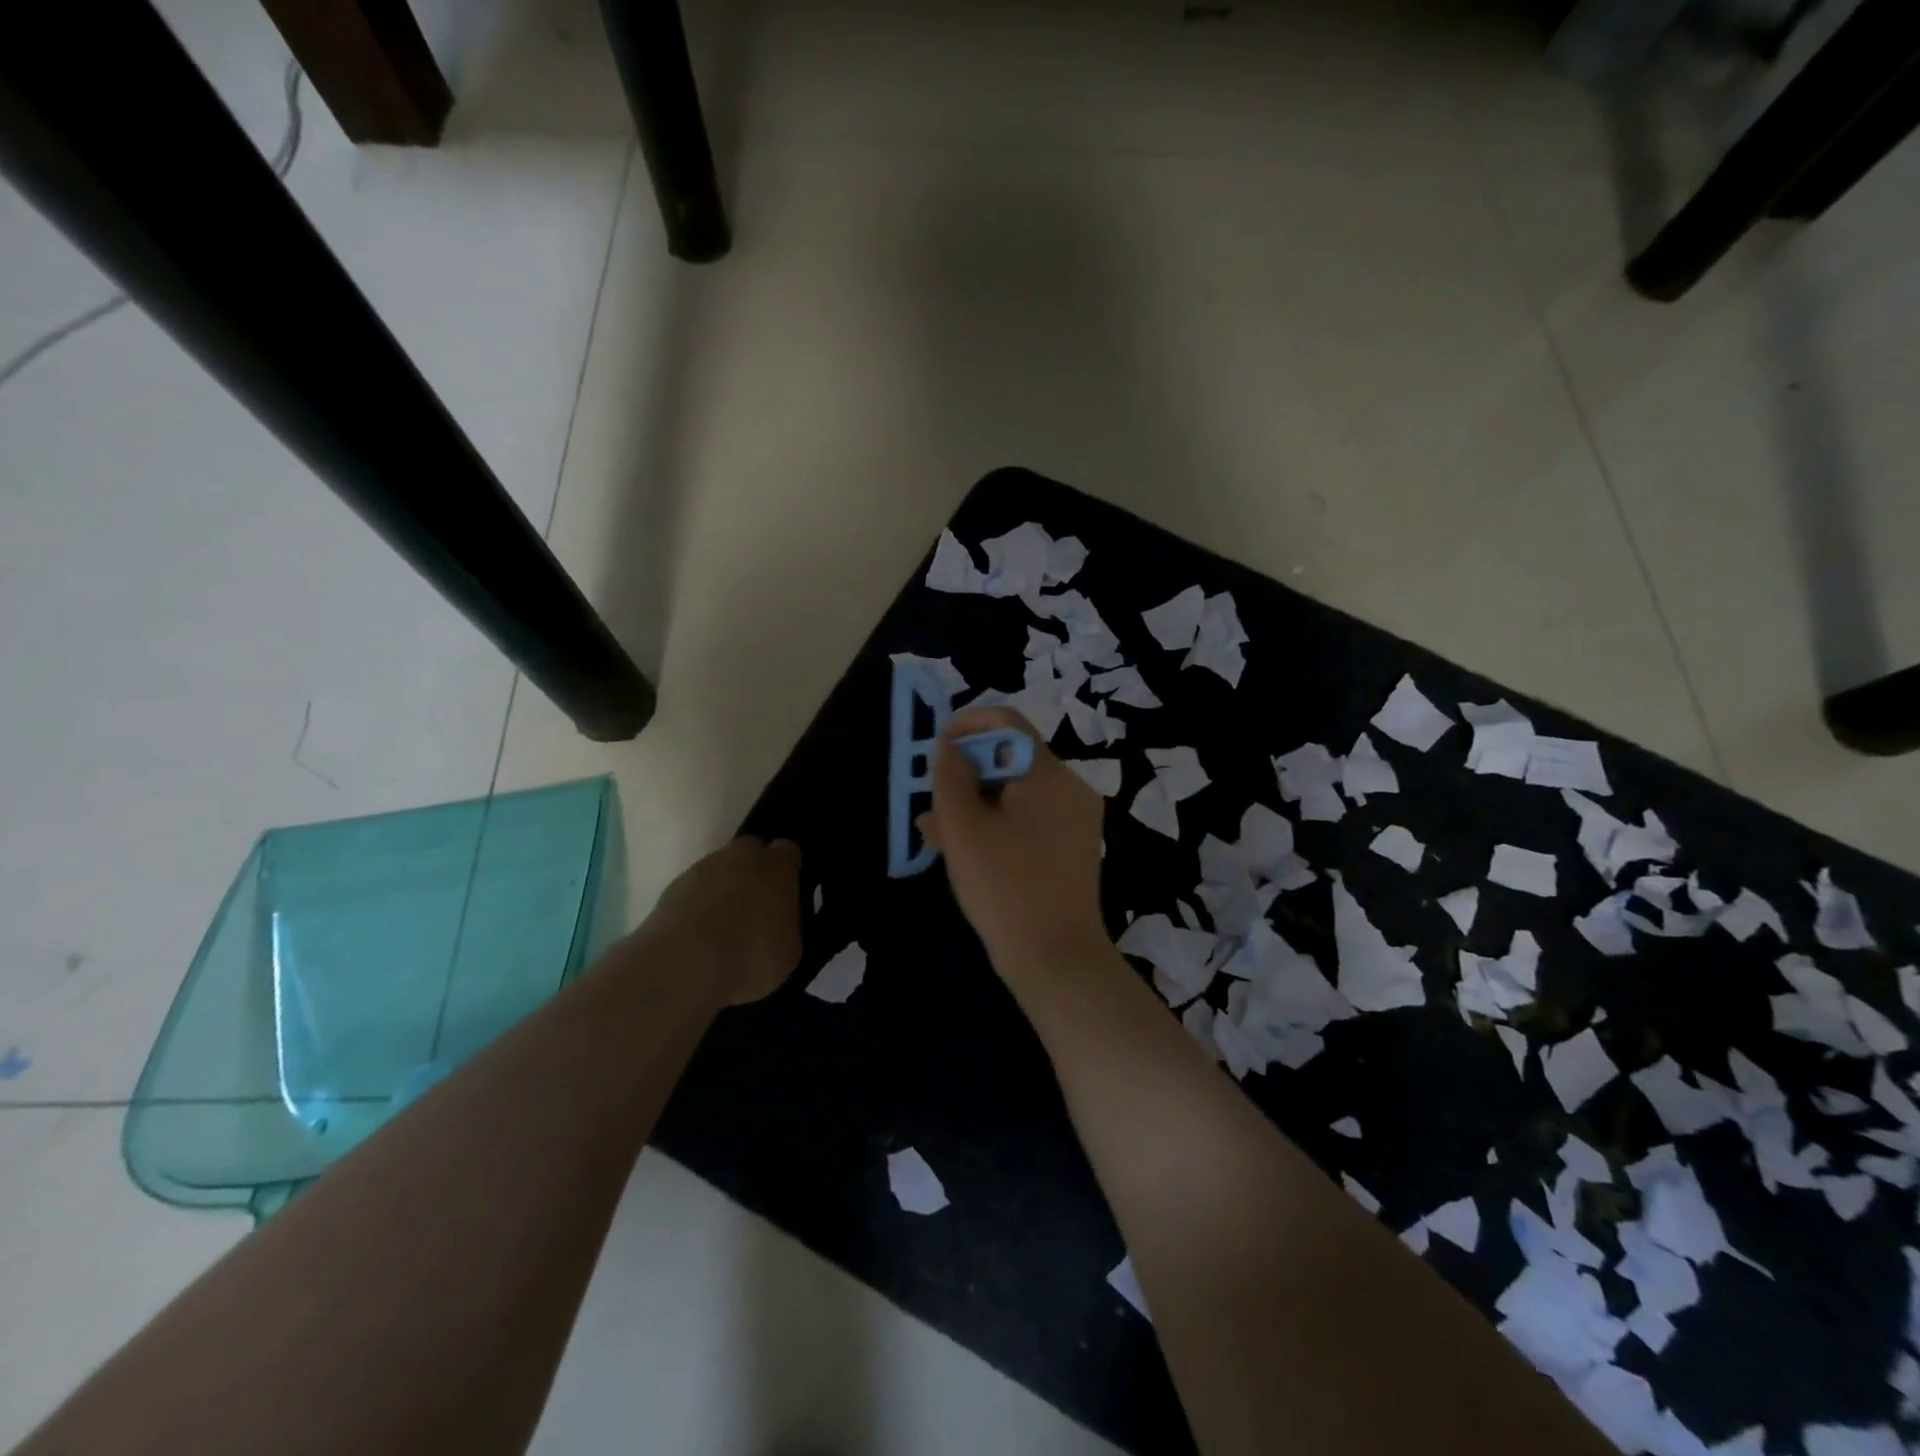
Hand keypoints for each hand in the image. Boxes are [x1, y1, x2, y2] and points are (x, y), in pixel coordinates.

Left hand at [641, 836, 803, 1005]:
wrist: (684, 965)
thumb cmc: (751, 956)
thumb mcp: (791, 950)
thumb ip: (789, 924)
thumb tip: (781, 922)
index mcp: (778, 867)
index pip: (789, 851)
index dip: (788, 870)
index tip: (788, 891)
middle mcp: (742, 857)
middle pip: (751, 850)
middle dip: (755, 870)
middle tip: (757, 904)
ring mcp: (703, 869)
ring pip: (720, 868)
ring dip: (724, 887)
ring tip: (725, 924)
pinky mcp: (672, 888)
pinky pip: (695, 889)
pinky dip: (699, 903)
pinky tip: (699, 933)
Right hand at [920, 706, 1107, 976]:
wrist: (1056, 959)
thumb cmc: (1004, 887)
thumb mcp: (964, 828)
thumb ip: (950, 777)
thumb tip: (949, 746)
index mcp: (1048, 774)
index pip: (1007, 723)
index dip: (966, 725)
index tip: (936, 748)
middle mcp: (1069, 788)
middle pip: (1010, 760)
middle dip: (965, 775)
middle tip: (930, 803)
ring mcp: (1075, 819)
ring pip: (1016, 794)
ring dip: (974, 805)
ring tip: (935, 834)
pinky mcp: (1073, 848)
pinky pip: (1030, 820)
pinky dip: (997, 826)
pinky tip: (964, 853)